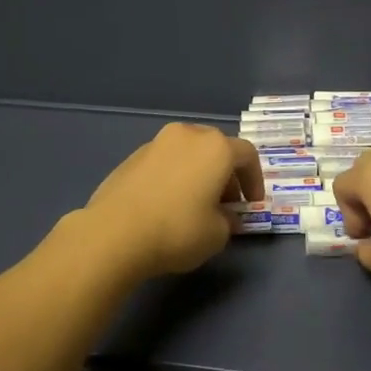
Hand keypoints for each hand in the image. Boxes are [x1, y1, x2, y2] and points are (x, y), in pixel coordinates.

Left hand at [83, 124, 263, 278]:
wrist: (114, 233)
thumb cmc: (177, 230)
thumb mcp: (217, 234)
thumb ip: (229, 221)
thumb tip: (225, 216)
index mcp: (215, 148)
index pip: (247, 155)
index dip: (255, 180)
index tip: (251, 205)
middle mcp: (187, 135)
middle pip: (216, 148)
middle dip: (226, 175)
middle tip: (225, 204)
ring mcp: (156, 143)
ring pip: (188, 153)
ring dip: (198, 173)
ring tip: (194, 205)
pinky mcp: (132, 156)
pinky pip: (165, 162)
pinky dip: (174, 176)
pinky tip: (166, 205)